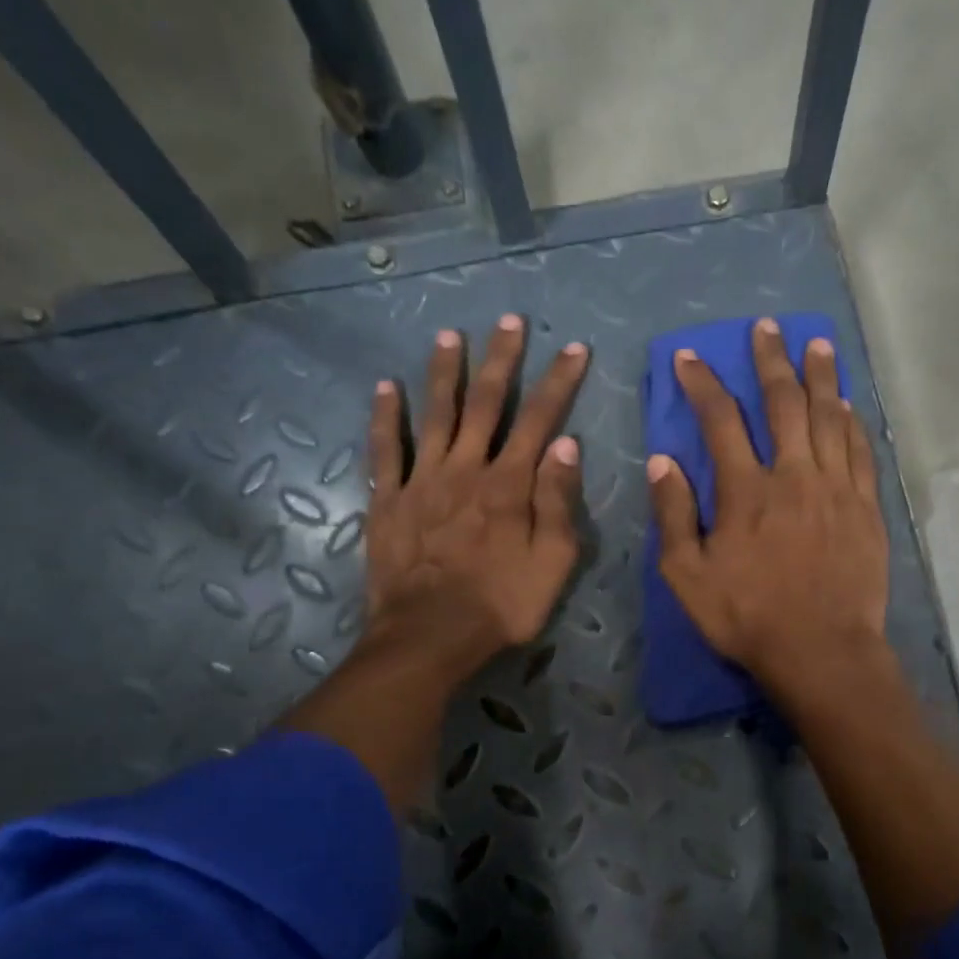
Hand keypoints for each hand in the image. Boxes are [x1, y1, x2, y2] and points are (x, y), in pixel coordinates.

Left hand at [281, 315, 587, 808]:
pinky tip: (385, 387)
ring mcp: (422, 481)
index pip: (540, 420)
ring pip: (436, 414)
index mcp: (510, 485)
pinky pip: (385, 449)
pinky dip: (385, 416)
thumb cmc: (501, 606)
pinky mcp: (388, 500)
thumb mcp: (552, 564)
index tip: (574, 348)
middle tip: (510, 320)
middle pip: (487, 404)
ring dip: (445, 373)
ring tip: (451, 336)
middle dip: (502, 360)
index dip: (559, 382)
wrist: (430, 637)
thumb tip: (566, 444)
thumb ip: (558, 503)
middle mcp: (466, 469)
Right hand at [647, 318, 888, 702]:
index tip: (691, 357)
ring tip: (817, 345)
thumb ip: (674, 516)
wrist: (821, 651)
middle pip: (784, 403)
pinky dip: (852, 422)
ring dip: (821, 377)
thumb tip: (662, 461)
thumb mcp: (688, 576)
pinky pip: (861, 451)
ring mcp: (836, 489)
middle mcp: (794, 476)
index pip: (721, 421)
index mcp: (746, 492)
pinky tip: (848, 405)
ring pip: (830, 417)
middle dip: (771, 360)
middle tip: (767, 327)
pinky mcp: (866, 508)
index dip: (704, 384)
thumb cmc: (747, 618)